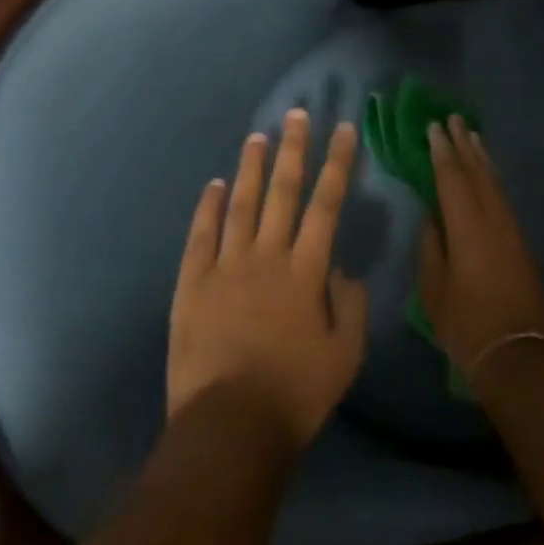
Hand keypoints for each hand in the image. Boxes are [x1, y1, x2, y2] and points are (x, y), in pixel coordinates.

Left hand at [168, 110, 369, 449]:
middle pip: (283, 192)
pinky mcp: (192, 285)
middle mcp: (266, 257)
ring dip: (251, 168)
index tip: (344, 130)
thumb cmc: (294, 396)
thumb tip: (341, 269)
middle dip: (294, 149)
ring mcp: (225, 268)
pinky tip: (213, 185)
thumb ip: (351, 307)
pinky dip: (207, 208)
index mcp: (305, 271)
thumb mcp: (345, 357)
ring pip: (241, 205)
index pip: (326, 204)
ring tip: (258, 136)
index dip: (337, 164)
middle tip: (298, 114)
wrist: (228, 430)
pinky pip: (200, 236)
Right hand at [417, 117, 543, 378]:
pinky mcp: (520, 242)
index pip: (451, 178)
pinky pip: (502, 196)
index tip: (433, 127)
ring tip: (472, 136)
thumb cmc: (467, 324)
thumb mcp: (434, 288)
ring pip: (494, 182)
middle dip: (464, 144)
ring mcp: (510, 229)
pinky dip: (492, 178)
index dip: (441, 151)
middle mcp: (492, 219)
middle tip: (454, 119)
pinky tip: (487, 175)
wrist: (519, 354)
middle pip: (477, 172)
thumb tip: (432, 216)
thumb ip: (431, 246)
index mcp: (467, 226)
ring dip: (481, 157)